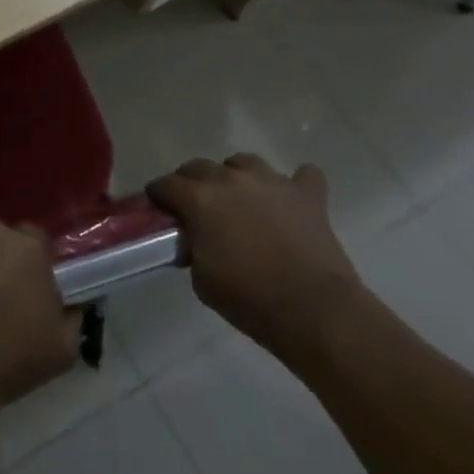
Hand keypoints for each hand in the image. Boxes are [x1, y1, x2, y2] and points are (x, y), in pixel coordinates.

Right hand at [147, 155, 364, 361]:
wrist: (315, 311)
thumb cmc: (250, 299)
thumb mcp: (202, 280)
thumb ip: (192, 248)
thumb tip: (195, 240)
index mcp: (199, 199)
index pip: (165, 185)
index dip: (159, 196)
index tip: (160, 210)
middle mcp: (230, 180)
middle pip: (199, 167)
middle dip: (191, 183)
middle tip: (197, 209)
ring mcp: (271, 182)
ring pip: (245, 163)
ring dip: (237, 176)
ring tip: (241, 199)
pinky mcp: (307, 195)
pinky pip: (303, 176)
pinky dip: (296, 184)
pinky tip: (292, 200)